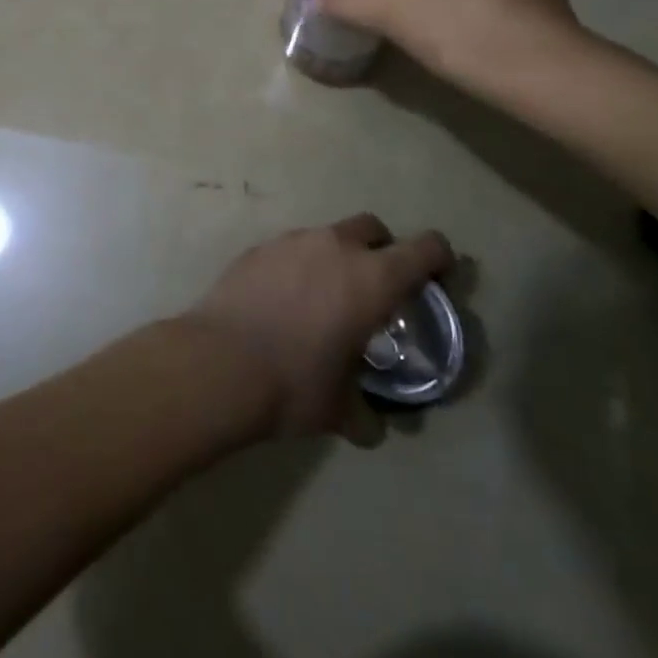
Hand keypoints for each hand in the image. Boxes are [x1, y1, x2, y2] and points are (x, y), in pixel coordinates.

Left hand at [187, 215, 453, 444]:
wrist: (219, 363)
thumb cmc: (293, 385)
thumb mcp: (339, 410)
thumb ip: (364, 414)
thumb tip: (371, 429)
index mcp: (372, 279)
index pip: (424, 248)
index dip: (438, 257)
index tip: (438, 275)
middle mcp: (335, 247)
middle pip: (372, 227)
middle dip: (382, 249)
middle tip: (376, 286)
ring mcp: (292, 241)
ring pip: (327, 235)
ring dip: (336, 257)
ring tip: (324, 298)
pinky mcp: (258, 248)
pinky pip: (290, 248)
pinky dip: (298, 266)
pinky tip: (284, 300)